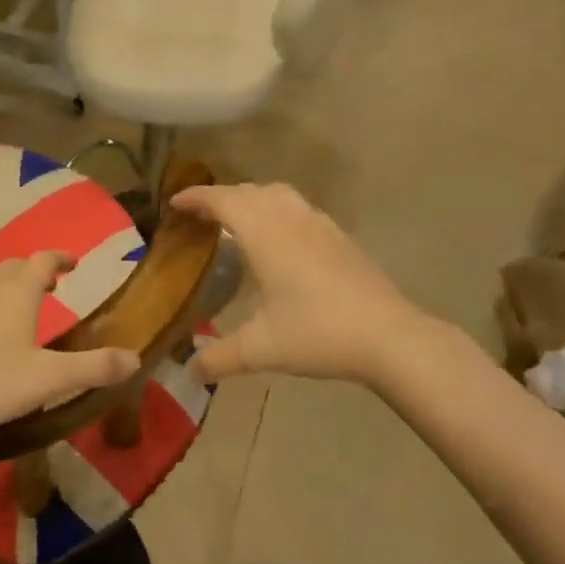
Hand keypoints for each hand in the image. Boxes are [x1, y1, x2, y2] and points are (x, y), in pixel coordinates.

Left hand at [0, 251, 140, 454]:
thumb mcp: (48, 381)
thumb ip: (93, 368)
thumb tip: (135, 358)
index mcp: (16, 293)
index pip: (43, 260)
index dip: (60, 258)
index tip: (73, 262)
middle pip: (13, 267)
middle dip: (33, 271)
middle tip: (49, 286)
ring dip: (6, 288)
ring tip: (16, 310)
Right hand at [172, 183, 428, 388]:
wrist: (389, 336)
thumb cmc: (319, 334)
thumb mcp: (261, 349)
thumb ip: (220, 357)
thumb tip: (188, 372)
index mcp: (266, 235)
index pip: (224, 201)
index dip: (197, 197)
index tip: (175, 202)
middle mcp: (291, 220)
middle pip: (251, 191)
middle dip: (222, 196)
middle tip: (201, 215)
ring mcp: (321, 225)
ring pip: (279, 194)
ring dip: (253, 198)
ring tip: (238, 219)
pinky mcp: (341, 238)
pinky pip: (300, 208)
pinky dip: (279, 210)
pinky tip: (282, 239)